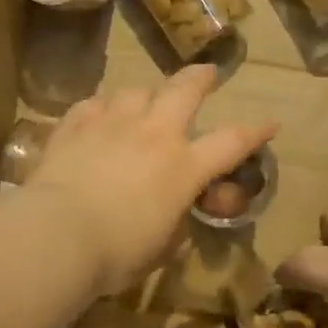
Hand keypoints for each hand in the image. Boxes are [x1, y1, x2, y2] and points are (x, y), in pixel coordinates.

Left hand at [26, 66, 275, 295]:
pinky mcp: (75, 125)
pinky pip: (94, 104)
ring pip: (136, 91)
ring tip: (143, 102)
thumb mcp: (161, 248)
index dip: (255, 132)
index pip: (231, 142)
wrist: (56, 234)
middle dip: (200, 78)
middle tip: (207, 74)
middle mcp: (153, 134)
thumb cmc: (117, 253)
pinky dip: (102, 109)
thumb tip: (174, 215)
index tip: (270, 122)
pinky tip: (98, 116)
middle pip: (184, 90)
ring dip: (145, 95)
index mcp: (183, 167)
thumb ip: (175, 223)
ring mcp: (112, 123)